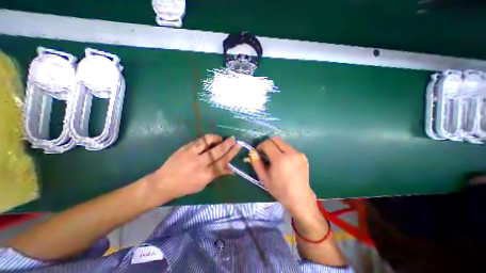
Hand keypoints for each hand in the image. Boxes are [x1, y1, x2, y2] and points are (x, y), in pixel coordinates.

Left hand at [147, 133, 239, 199]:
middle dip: (228, 144)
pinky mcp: (185, 148)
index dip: (231, 153)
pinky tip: (210, 139)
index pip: (222, 162)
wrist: (163, 182)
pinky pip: (199, 140)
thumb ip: (217, 174)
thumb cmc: (185, 186)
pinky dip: (208, 138)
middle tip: (233, 139)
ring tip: (220, 139)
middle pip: (217, 151)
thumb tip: (231, 169)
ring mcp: (191, 154)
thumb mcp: (203, 184)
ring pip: (208, 142)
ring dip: (217, 138)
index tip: (238, 146)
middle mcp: (199, 164)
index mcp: (205, 175)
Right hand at [248, 136, 317, 215]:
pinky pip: (290, 149)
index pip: (268, 143)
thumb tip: (252, 152)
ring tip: (276, 159)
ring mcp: (299, 154)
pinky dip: (284, 151)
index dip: (261, 145)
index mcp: (280, 160)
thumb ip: (256, 164)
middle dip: (269, 144)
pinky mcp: (303, 156)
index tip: (259, 152)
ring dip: (277, 148)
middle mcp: (291, 153)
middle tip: (266, 153)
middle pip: (276, 140)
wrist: (299, 198)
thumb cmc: (279, 190)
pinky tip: (285, 162)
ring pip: (283, 143)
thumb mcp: (264, 178)